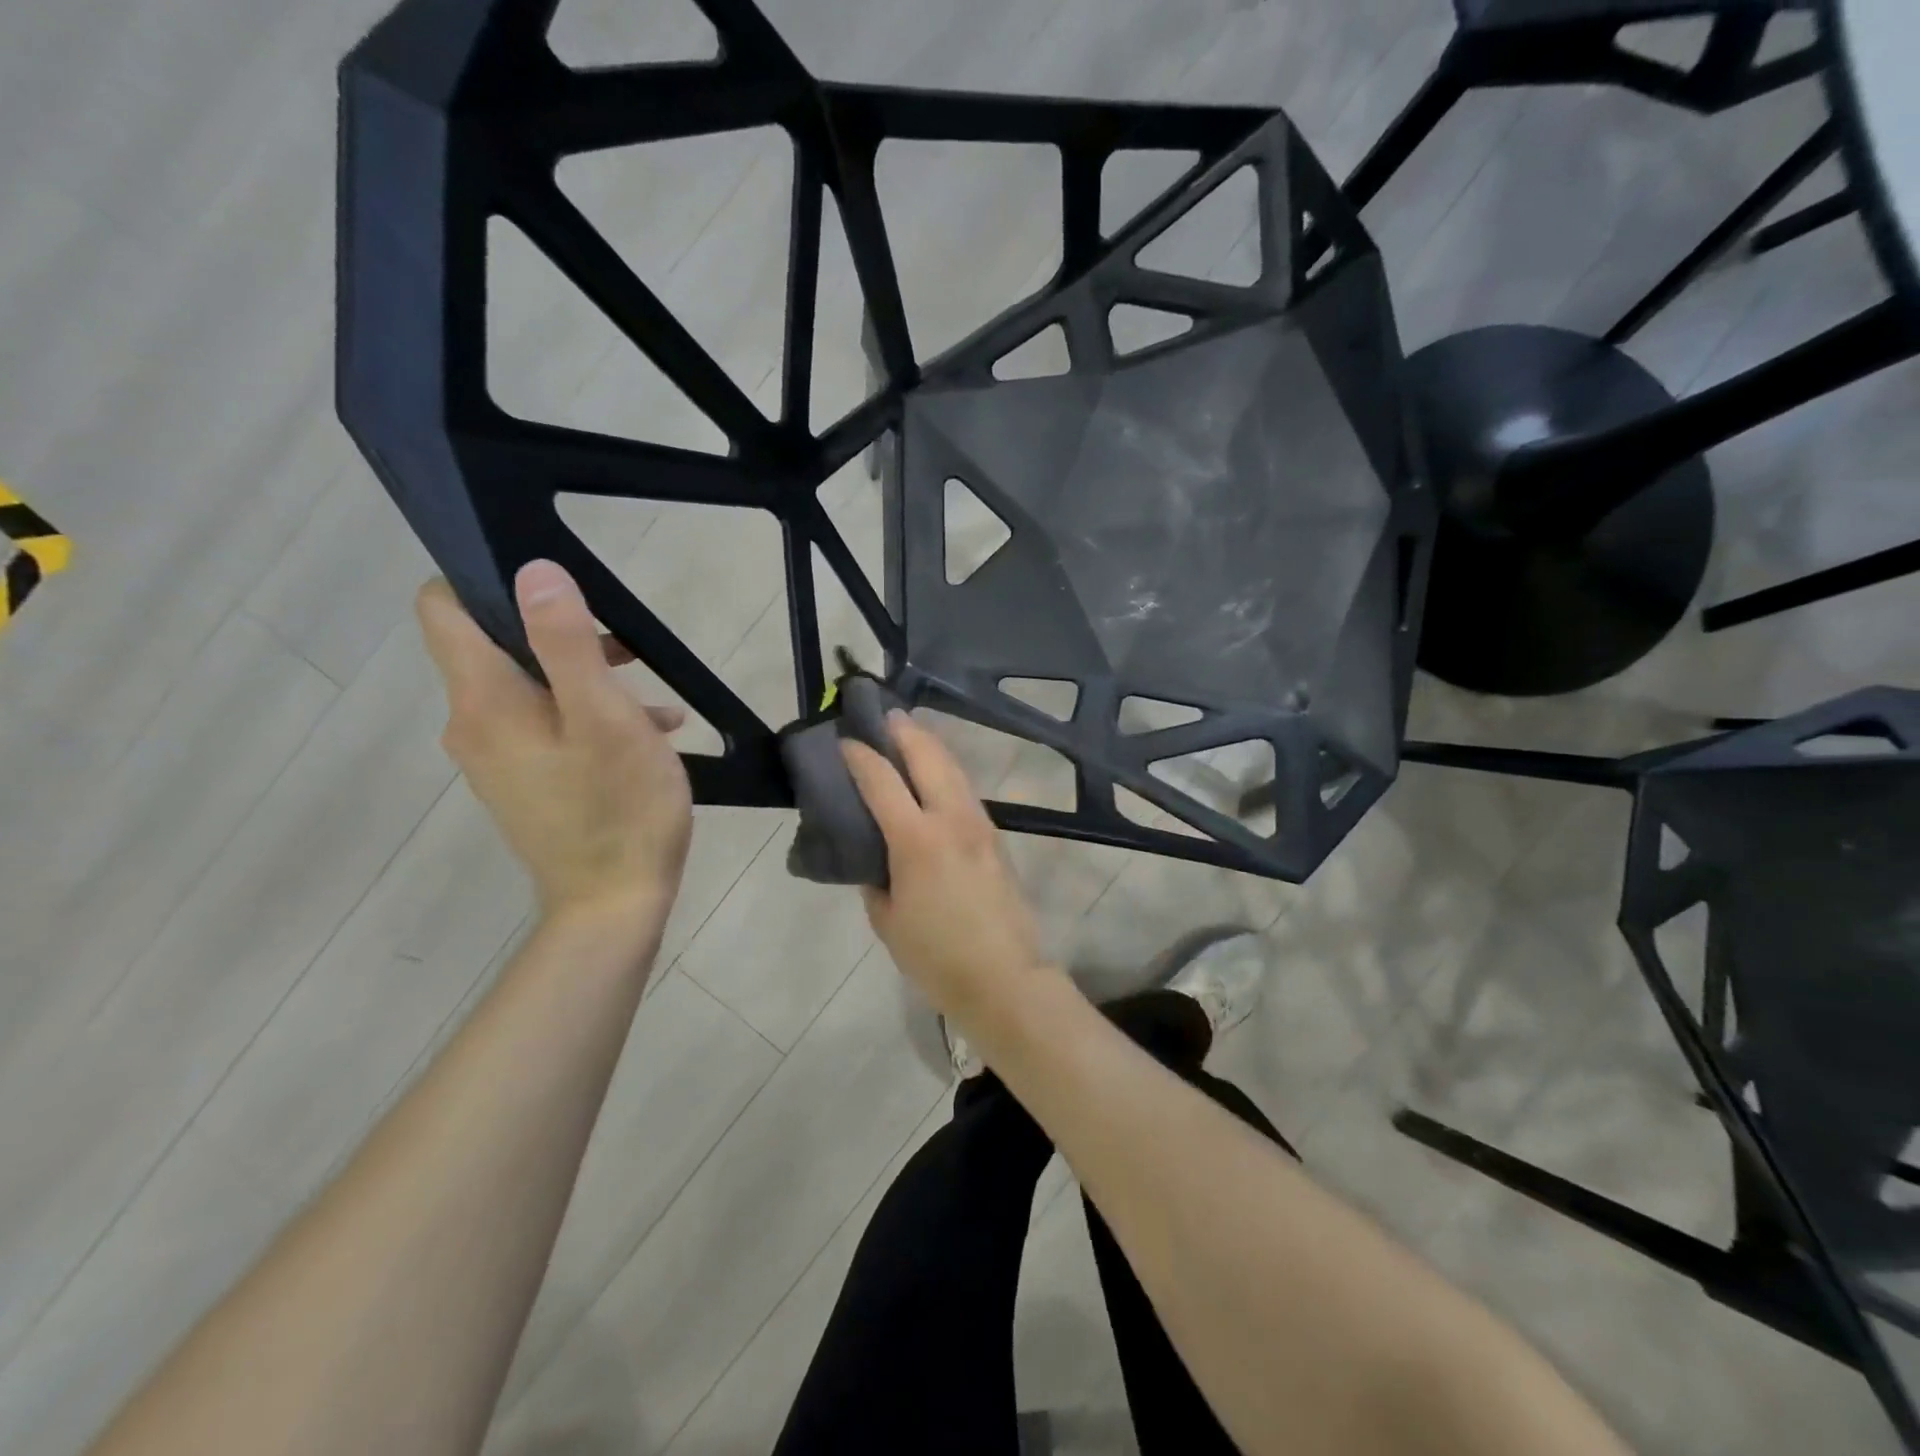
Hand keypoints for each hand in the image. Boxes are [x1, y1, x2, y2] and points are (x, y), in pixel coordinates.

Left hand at [417, 561, 692, 932]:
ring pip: (529, 688)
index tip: (555, 588)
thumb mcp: (605, 716)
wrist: (612, 904)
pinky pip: (545, 727)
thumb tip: (533, 572)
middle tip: (628, 649)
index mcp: (485, 699)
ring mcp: (497, 758)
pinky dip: (588, 716)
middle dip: (560, 634)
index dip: (487, 579)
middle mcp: (474, 724)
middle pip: (495, 646)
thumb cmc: (618, 806)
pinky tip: (648, 735)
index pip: (442, 607)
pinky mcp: (523, 783)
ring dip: (586, 678)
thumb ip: (566, 642)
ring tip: (652, 701)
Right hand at [841, 713, 1051, 1026]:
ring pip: (954, 768)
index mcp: (917, 840)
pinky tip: (936, 775)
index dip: (860, 756)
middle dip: (904, 730)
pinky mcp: (995, 836)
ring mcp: (980, 824)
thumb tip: (874, 855)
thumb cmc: (936, 956)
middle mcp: (952, 819)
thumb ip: (875, 878)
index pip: (882, 780)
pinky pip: (966, 790)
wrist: (1004, 977)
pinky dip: (947, 771)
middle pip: (928, 756)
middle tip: (883, 714)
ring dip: (930, 745)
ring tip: (910, 733)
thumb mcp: (887, 921)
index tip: (844, 740)